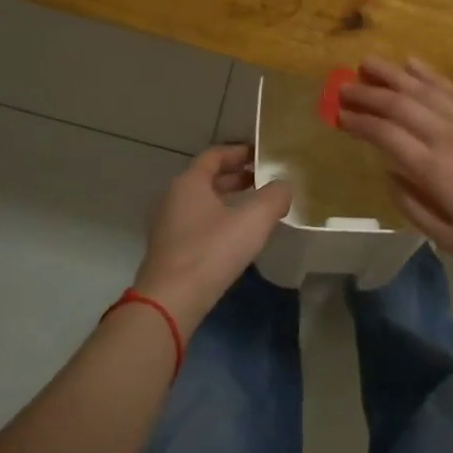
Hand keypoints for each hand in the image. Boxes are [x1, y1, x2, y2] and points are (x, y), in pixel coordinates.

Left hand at [133, 146, 291, 331]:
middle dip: (236, 176)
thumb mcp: (254, 219)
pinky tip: (237, 236)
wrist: (172, 299)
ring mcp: (168, 225)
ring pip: (202, 203)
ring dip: (227, 200)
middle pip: (207, 178)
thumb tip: (284, 186)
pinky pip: (197, 224)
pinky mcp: (169, 250)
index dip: (239, 152)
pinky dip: (218, 220)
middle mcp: (173, 198)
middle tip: (263, 179)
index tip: (261, 154)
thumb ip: (274, 196)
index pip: (214, 155)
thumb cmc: (212, 250)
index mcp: (189, 182)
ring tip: (255, 207)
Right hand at [337, 56, 452, 271]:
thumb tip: (390, 175)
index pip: (385, 136)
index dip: (359, 122)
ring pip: (423, 90)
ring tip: (368, 64)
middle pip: (399, 106)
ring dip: (392, 75)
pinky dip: (429, 74)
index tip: (339, 114)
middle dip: (367, 94)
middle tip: (342, 86)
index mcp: (435, 170)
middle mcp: (448, 136)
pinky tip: (413, 65)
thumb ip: (415, 207)